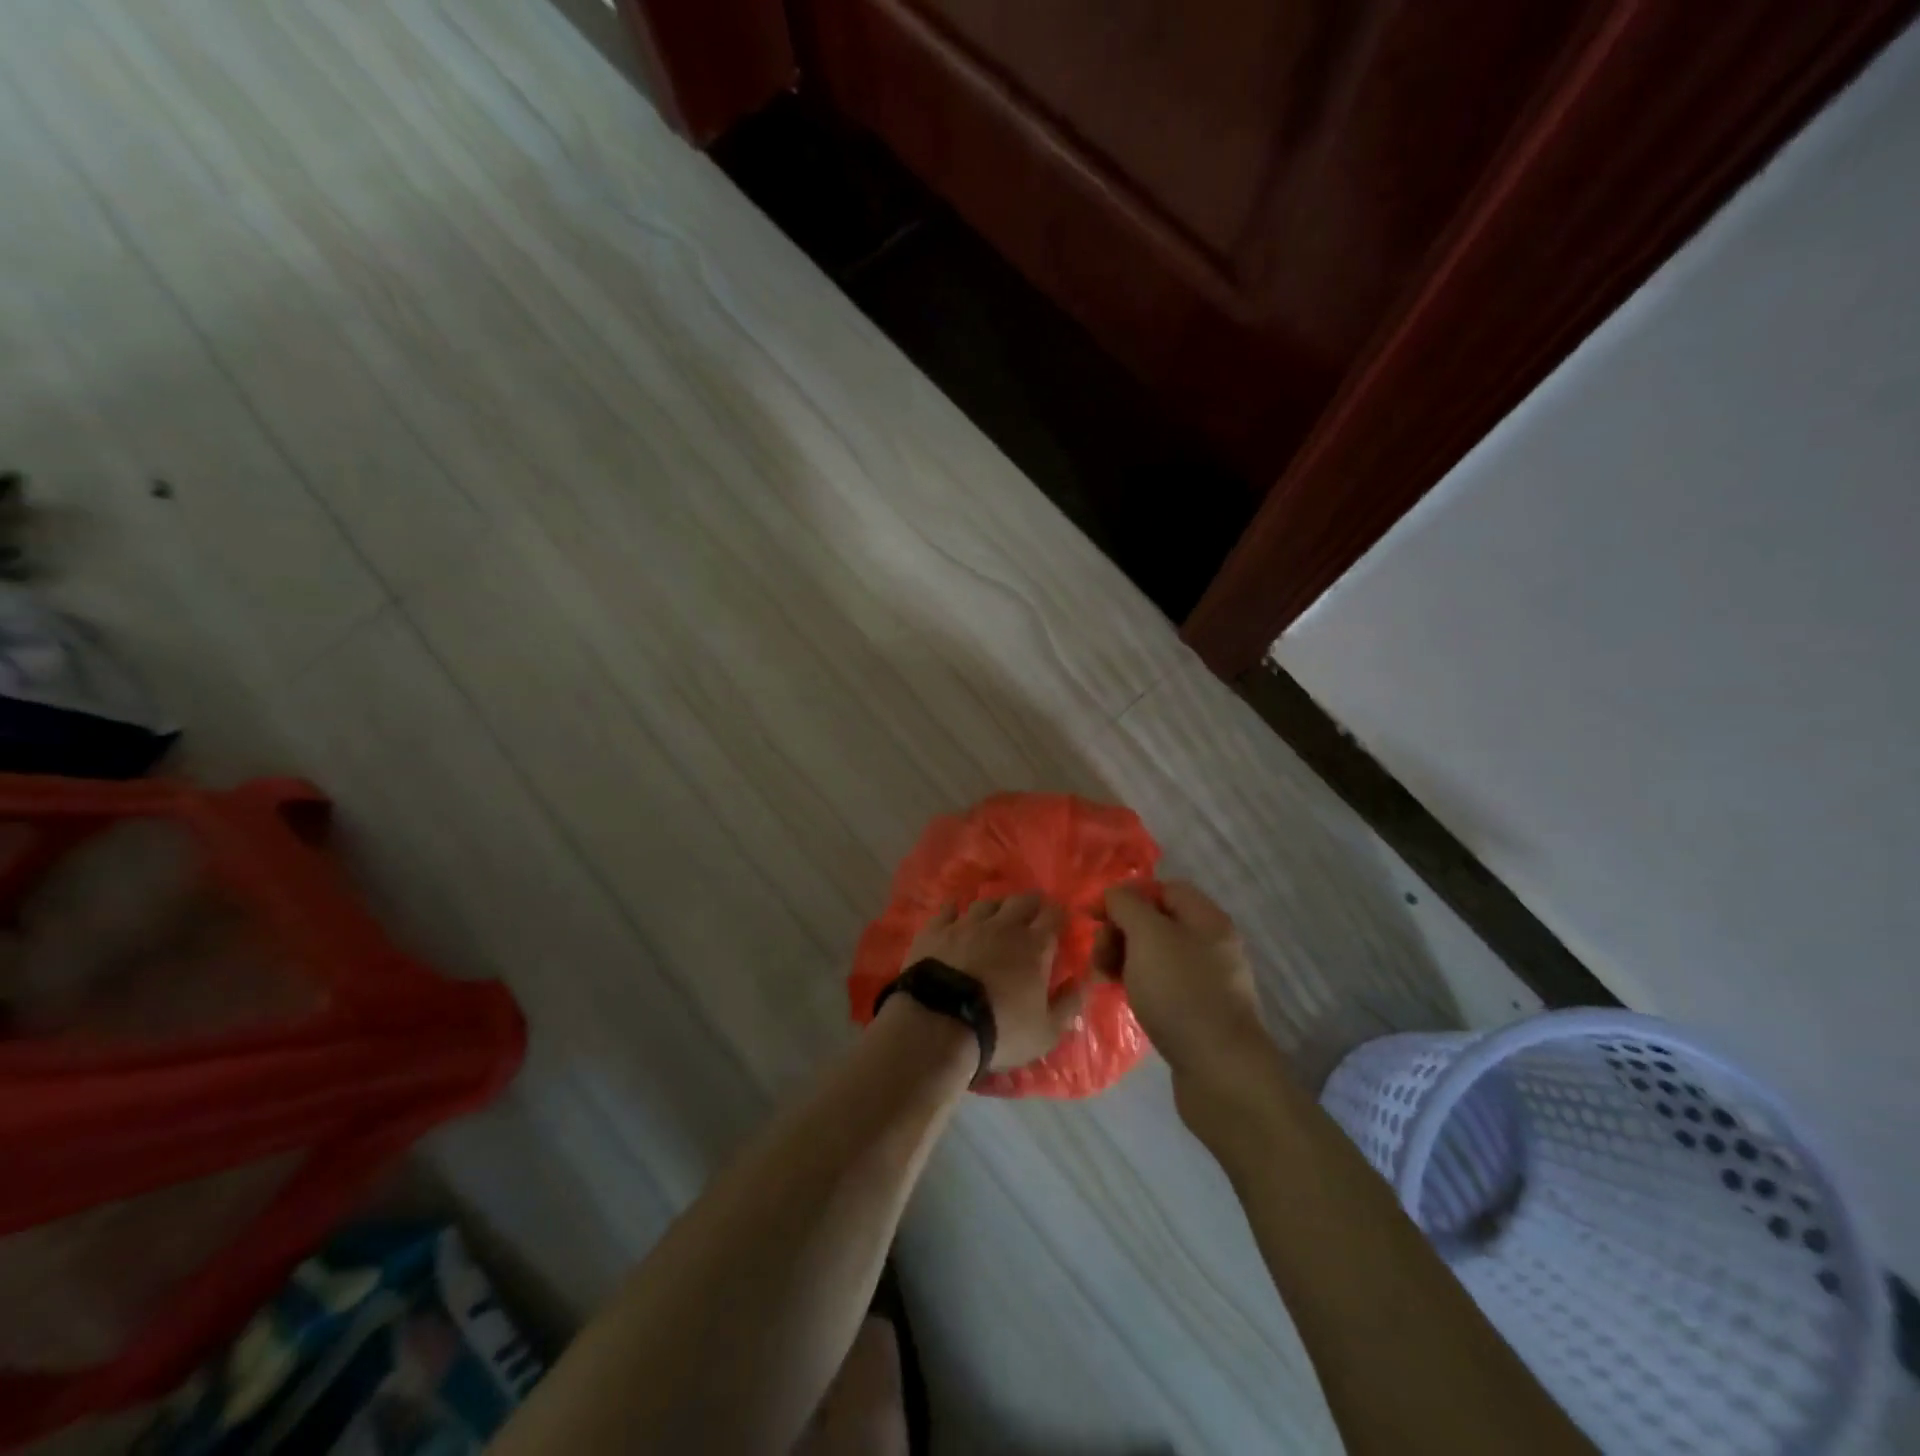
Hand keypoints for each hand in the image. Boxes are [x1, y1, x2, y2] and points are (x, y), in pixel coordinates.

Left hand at [905, 894, 1082, 1070]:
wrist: (940, 1024)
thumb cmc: (1001, 1030)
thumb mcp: (1047, 1031)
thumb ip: (1070, 1003)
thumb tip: (1086, 980)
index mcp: (1034, 946)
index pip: (1053, 915)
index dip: (1058, 915)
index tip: (1060, 921)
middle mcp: (1002, 925)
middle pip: (1021, 900)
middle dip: (1031, 904)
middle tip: (1032, 915)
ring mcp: (966, 924)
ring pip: (986, 902)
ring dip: (995, 908)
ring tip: (995, 918)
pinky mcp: (935, 930)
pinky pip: (948, 910)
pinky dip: (955, 912)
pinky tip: (954, 917)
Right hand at [1098, 881, 1265, 1077]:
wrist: (1220, 1071)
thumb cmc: (1181, 992)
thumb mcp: (1148, 936)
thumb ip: (1127, 905)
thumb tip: (1115, 895)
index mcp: (1206, 918)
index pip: (1162, 889)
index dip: (1127, 897)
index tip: (1095, 917)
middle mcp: (1211, 944)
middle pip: (1157, 922)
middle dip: (1121, 932)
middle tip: (1099, 955)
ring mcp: (1207, 981)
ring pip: (1156, 956)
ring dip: (1125, 960)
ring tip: (1105, 978)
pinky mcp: (1200, 1013)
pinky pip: (1163, 986)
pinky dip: (1140, 986)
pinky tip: (1125, 998)